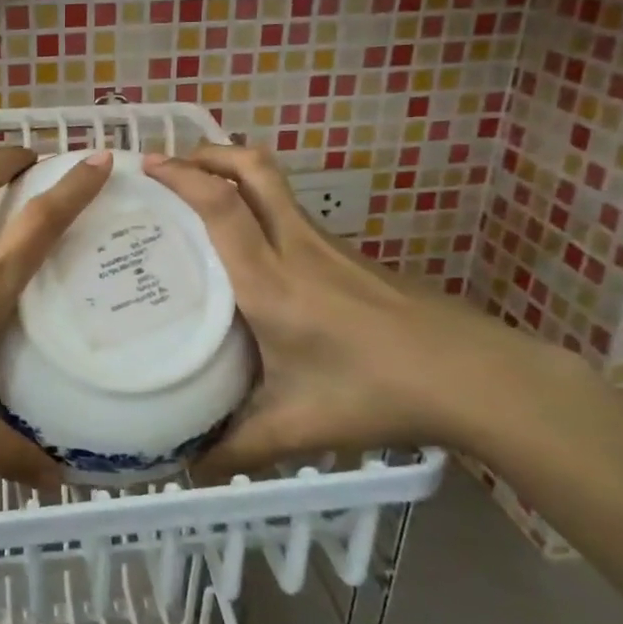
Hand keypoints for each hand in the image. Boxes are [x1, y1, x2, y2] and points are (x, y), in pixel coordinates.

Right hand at [143, 144, 581, 477]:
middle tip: (172, 162)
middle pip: (254, 170)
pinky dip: (261, 209)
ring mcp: (329, 247)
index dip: (183, 176)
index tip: (147, 165)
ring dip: (235, 176)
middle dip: (209, 153)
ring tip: (201, 198)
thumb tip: (191, 470)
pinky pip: (294, 216)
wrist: (474, 377)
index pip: (222, 207)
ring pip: (276, 187)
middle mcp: (297, 248)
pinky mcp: (352, 257)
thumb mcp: (298, 427)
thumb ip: (239, 449)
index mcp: (271, 282)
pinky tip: (255, 251)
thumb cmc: (376, 393)